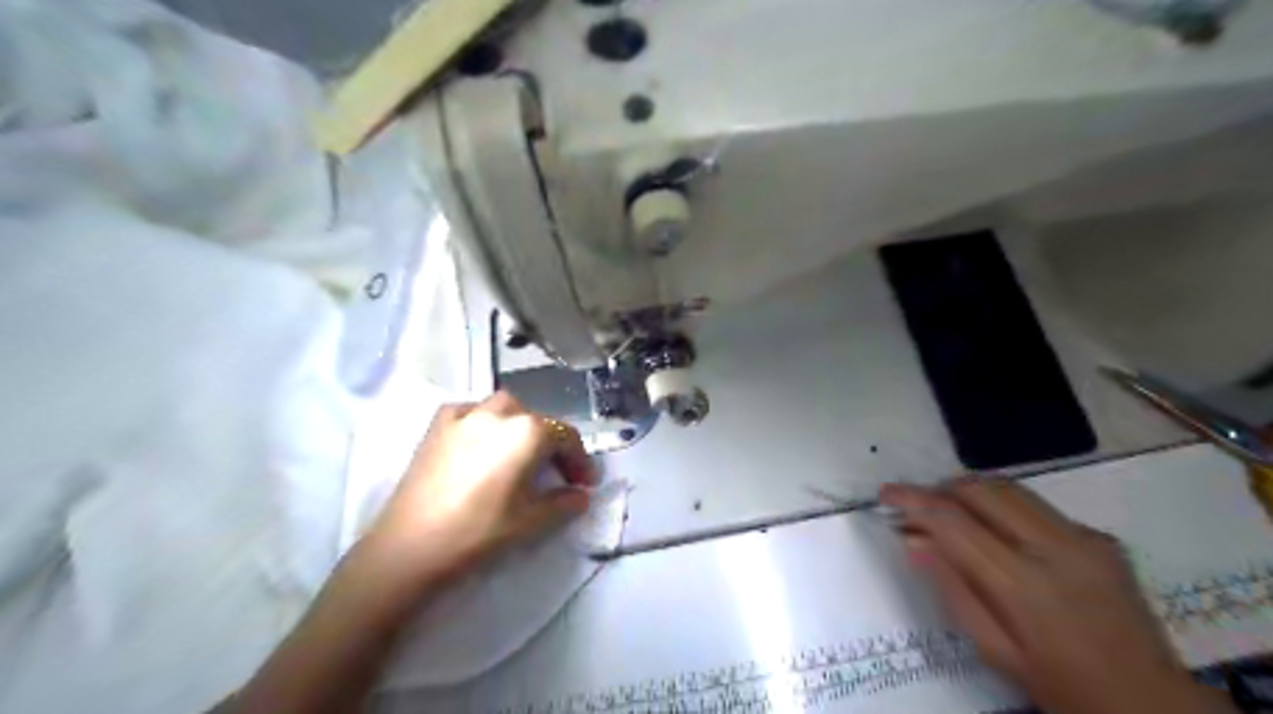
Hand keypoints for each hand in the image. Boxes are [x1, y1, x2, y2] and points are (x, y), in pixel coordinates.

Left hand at [368, 390, 596, 584]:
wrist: (412, 544)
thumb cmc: (480, 530)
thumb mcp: (532, 520)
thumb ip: (564, 503)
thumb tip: (580, 495)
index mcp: (529, 431)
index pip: (566, 437)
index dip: (580, 461)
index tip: (584, 484)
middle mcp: (500, 412)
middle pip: (537, 421)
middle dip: (552, 443)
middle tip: (555, 473)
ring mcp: (465, 415)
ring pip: (504, 408)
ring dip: (519, 425)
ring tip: (518, 453)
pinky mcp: (438, 425)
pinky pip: (469, 411)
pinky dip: (482, 421)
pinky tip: (479, 442)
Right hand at [881, 476, 1227, 713]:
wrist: (1150, 702)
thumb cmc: (1061, 684)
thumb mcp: (994, 649)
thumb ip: (951, 588)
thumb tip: (913, 540)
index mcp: (1023, 585)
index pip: (953, 522)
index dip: (913, 500)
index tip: (884, 494)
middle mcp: (1056, 549)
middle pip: (981, 491)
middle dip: (939, 489)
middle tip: (915, 505)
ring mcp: (1084, 538)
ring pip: (1009, 487)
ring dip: (969, 490)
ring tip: (946, 509)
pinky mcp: (1100, 536)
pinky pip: (1036, 505)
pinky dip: (1001, 505)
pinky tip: (994, 529)